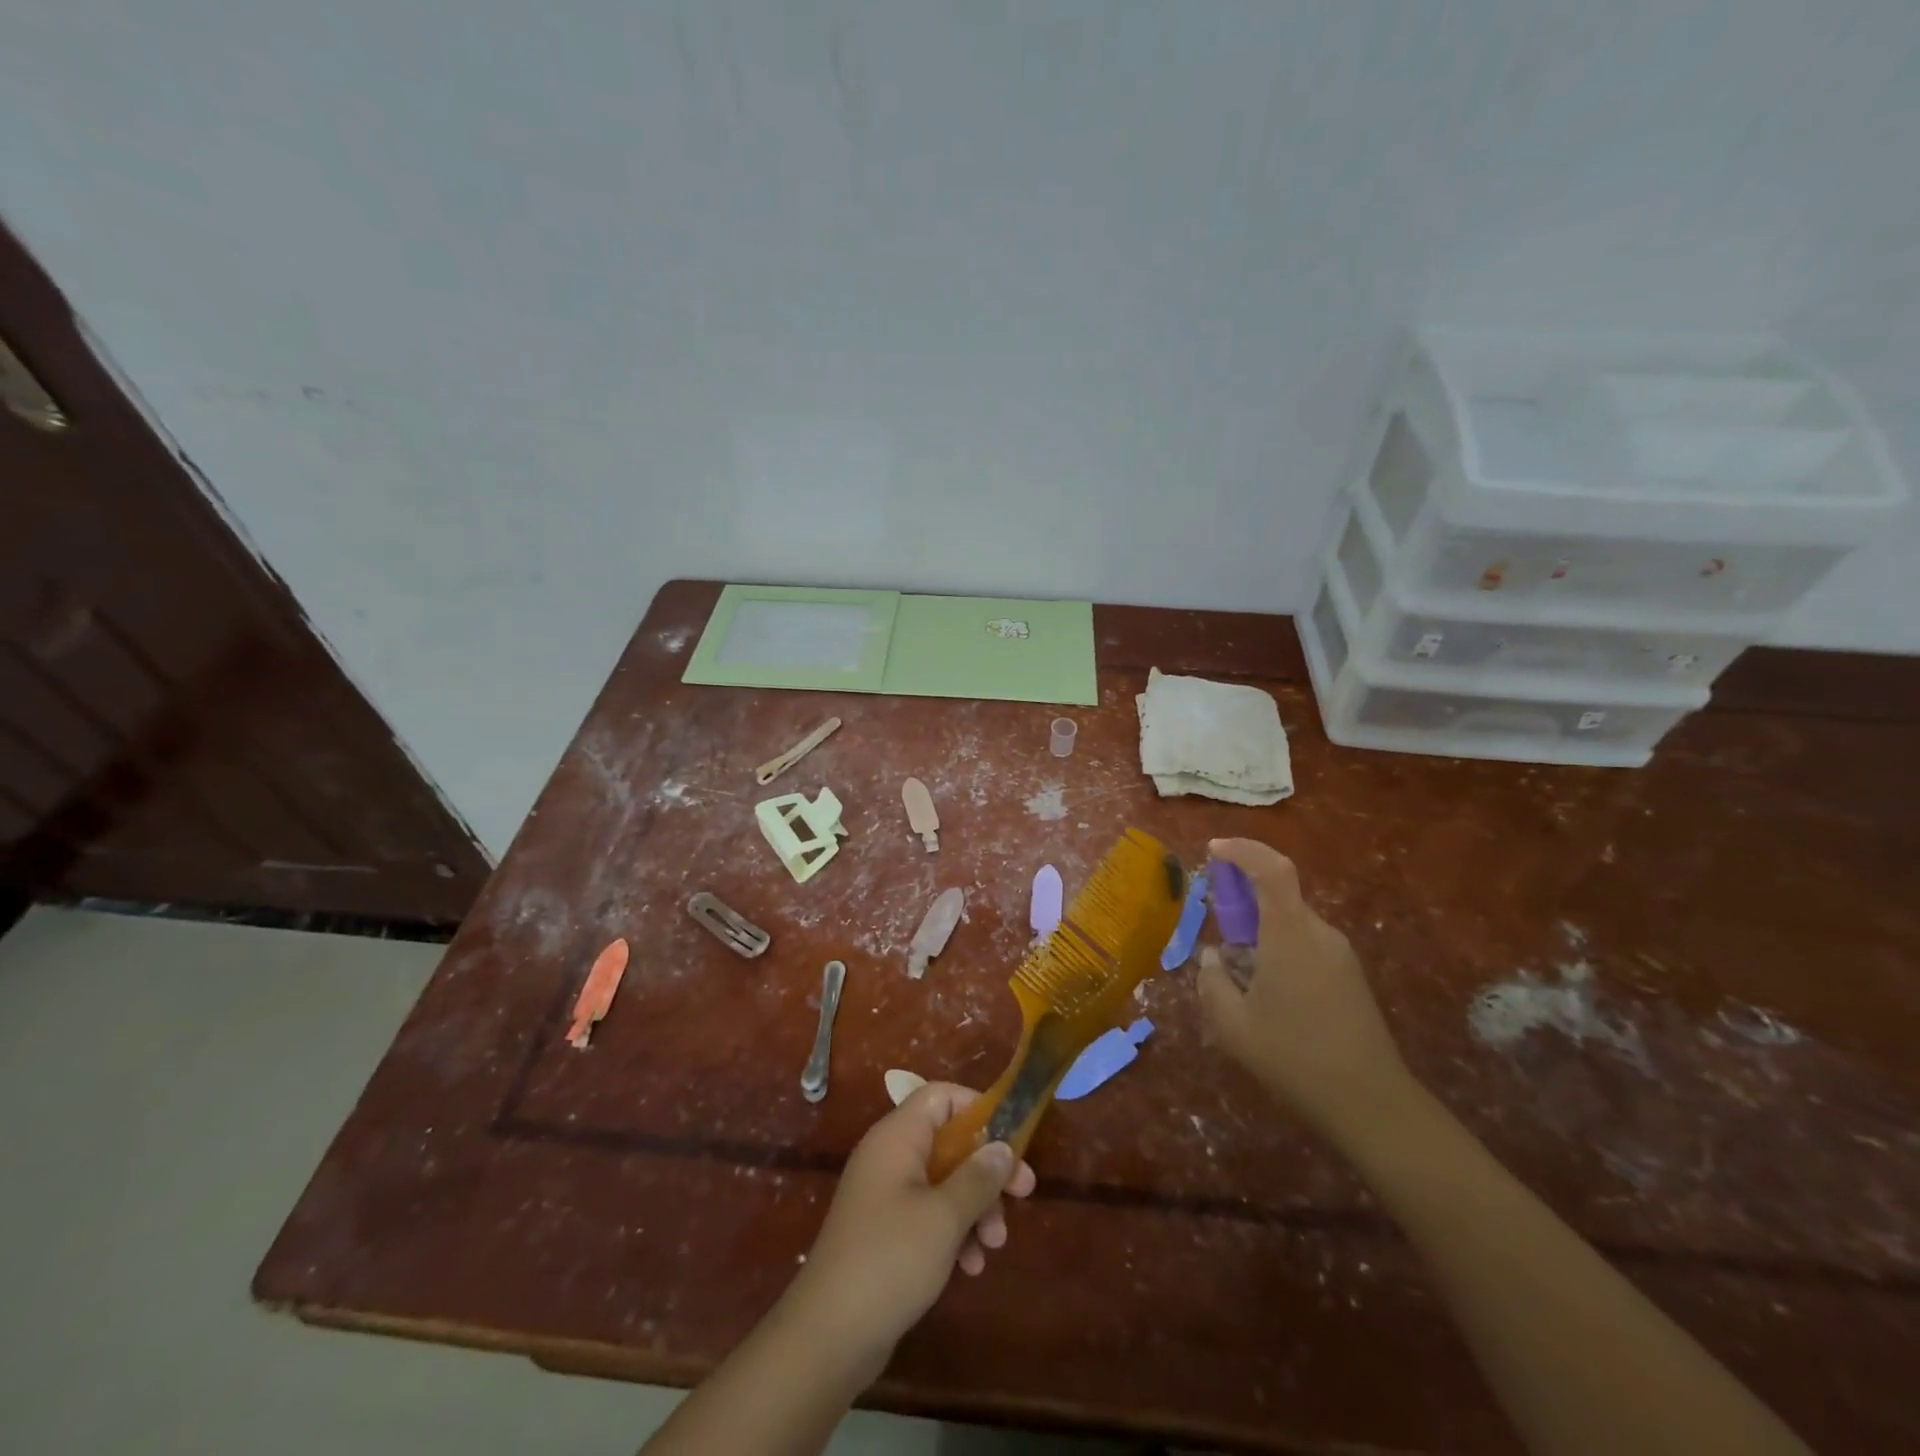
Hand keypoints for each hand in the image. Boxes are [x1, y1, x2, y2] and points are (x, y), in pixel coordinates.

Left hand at [784, 1082, 1036, 1382]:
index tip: (1011, 1138)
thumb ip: (978, 1177)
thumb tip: (1003, 1146)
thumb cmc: (889, 1259)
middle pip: (949, 1142)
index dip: (978, 1109)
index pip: (940, 1097)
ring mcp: (885, 1194)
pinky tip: (970, 1266)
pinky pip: (928, 1214)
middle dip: (986, 1169)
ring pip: (943, 1181)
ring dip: (975, 1207)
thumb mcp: (944, 1216)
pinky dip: (953, 1232)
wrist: (828, 1335)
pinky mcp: (885, 1231)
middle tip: (1024, 1193)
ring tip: (995, 1244)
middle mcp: (889, 1156)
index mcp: (897, 1137)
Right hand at [1198, 838, 1416, 1141]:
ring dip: (1260, 933)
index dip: (1243, 850)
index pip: (1272, 869)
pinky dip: (1279, 950)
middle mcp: (1320, 934)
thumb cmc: (1294, 1057)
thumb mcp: (1232, 1025)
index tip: (1214, 850)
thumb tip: (1213, 957)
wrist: (1370, 1103)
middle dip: (1243, 902)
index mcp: (1291, 935)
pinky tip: (1269, 995)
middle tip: (1218, 931)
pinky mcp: (1350, 975)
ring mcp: (1340, 954)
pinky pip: (1306, 944)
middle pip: (1279, 896)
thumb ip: (1211, 982)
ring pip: (1291, 923)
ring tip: (1240, 978)